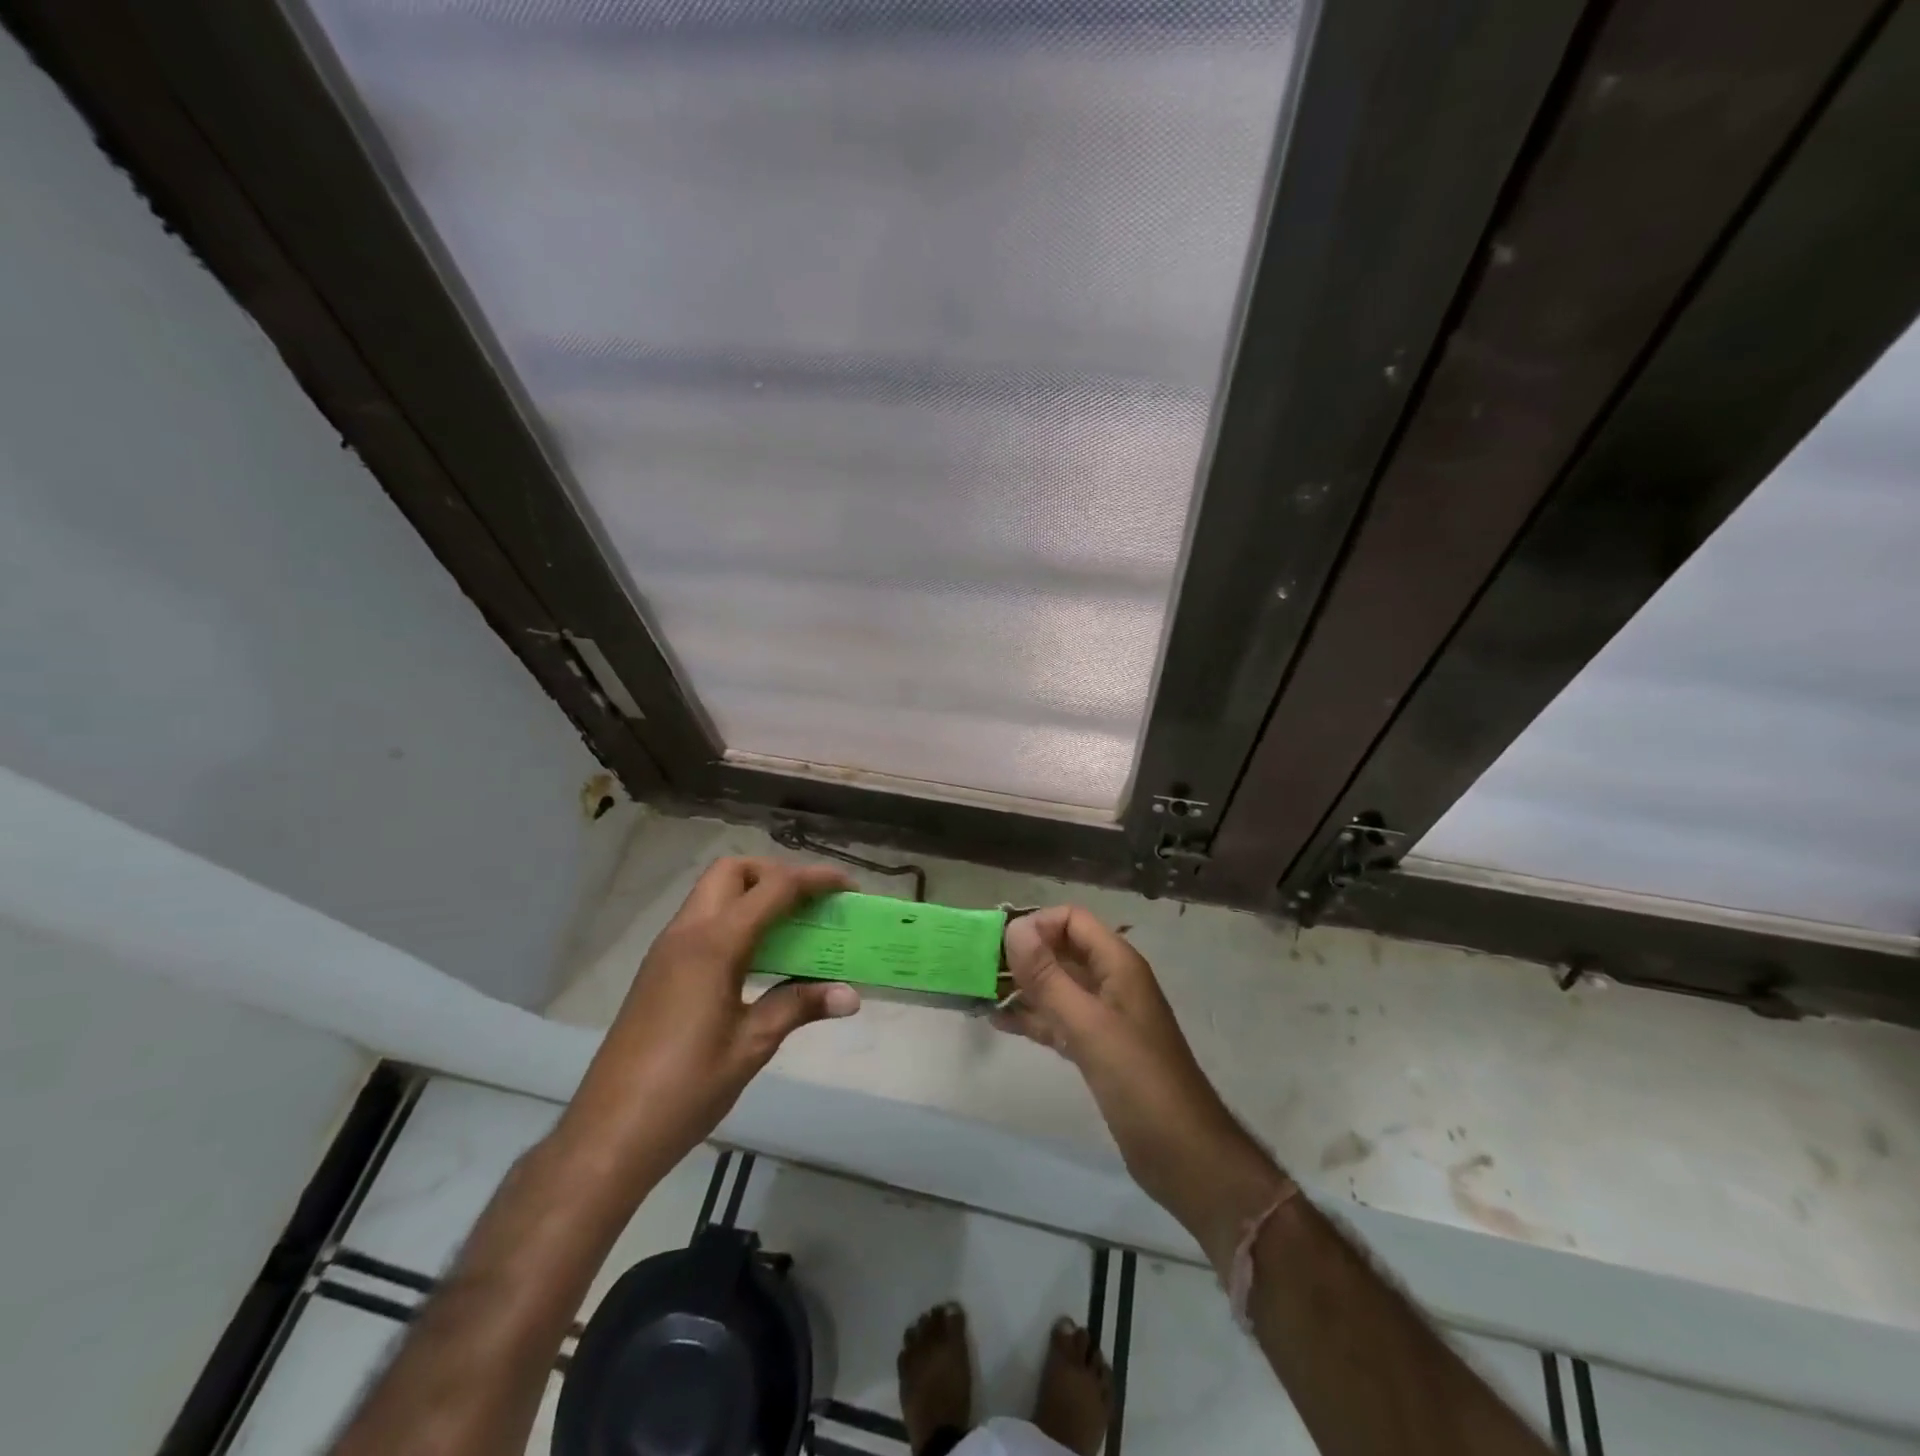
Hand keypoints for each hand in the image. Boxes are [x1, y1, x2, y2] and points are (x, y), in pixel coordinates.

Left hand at [560, 857, 861, 1181]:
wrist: (609, 1134)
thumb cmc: (686, 1088)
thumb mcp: (751, 1045)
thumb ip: (799, 1007)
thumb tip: (850, 995)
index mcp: (714, 944)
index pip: (773, 889)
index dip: (814, 879)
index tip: (847, 886)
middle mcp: (687, 933)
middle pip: (733, 871)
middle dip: (775, 874)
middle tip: (809, 904)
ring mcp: (667, 951)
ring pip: (713, 893)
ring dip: (754, 895)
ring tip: (792, 928)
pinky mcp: (658, 971)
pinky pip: (702, 922)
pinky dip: (735, 920)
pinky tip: (757, 960)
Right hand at [993, 907, 1287, 1271]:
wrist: (1183, 1153)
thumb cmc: (1138, 1080)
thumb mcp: (1088, 1024)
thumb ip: (1048, 976)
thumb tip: (1014, 927)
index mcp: (1117, 964)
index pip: (1072, 920)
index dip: (1036, 925)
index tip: (998, 947)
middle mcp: (1111, 982)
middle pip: (1062, 951)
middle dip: (1023, 955)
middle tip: (979, 968)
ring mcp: (1104, 1017)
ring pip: (1057, 987)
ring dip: (1022, 987)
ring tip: (980, 992)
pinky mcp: (1097, 1049)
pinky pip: (1058, 1020)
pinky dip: (1032, 1017)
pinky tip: (998, 1021)